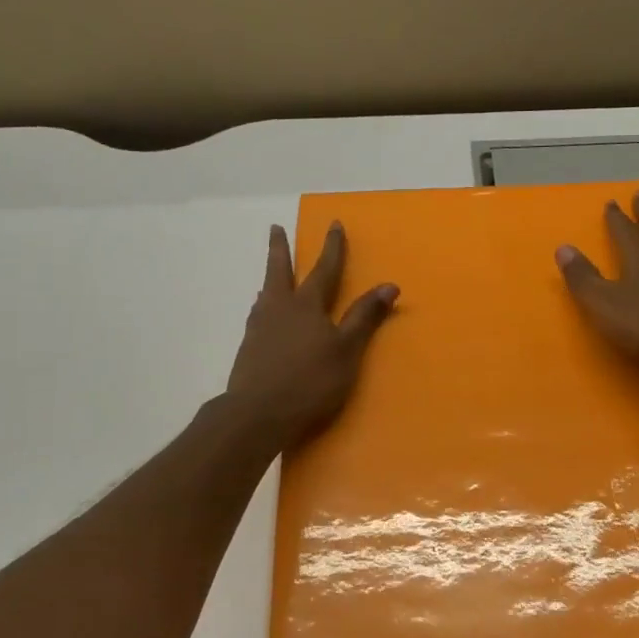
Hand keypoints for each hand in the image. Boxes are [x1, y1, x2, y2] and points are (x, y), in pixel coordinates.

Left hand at [225, 221, 397, 450]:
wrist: (257, 413)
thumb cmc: (310, 381)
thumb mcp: (346, 350)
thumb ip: (365, 317)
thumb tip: (390, 285)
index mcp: (307, 305)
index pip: (324, 270)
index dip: (332, 248)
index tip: (334, 224)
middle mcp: (279, 308)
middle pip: (280, 271)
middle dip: (281, 249)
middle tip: (275, 228)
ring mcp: (259, 328)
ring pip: (266, 293)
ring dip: (270, 279)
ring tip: (270, 275)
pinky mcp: (248, 348)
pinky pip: (258, 316)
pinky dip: (263, 306)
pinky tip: (261, 315)